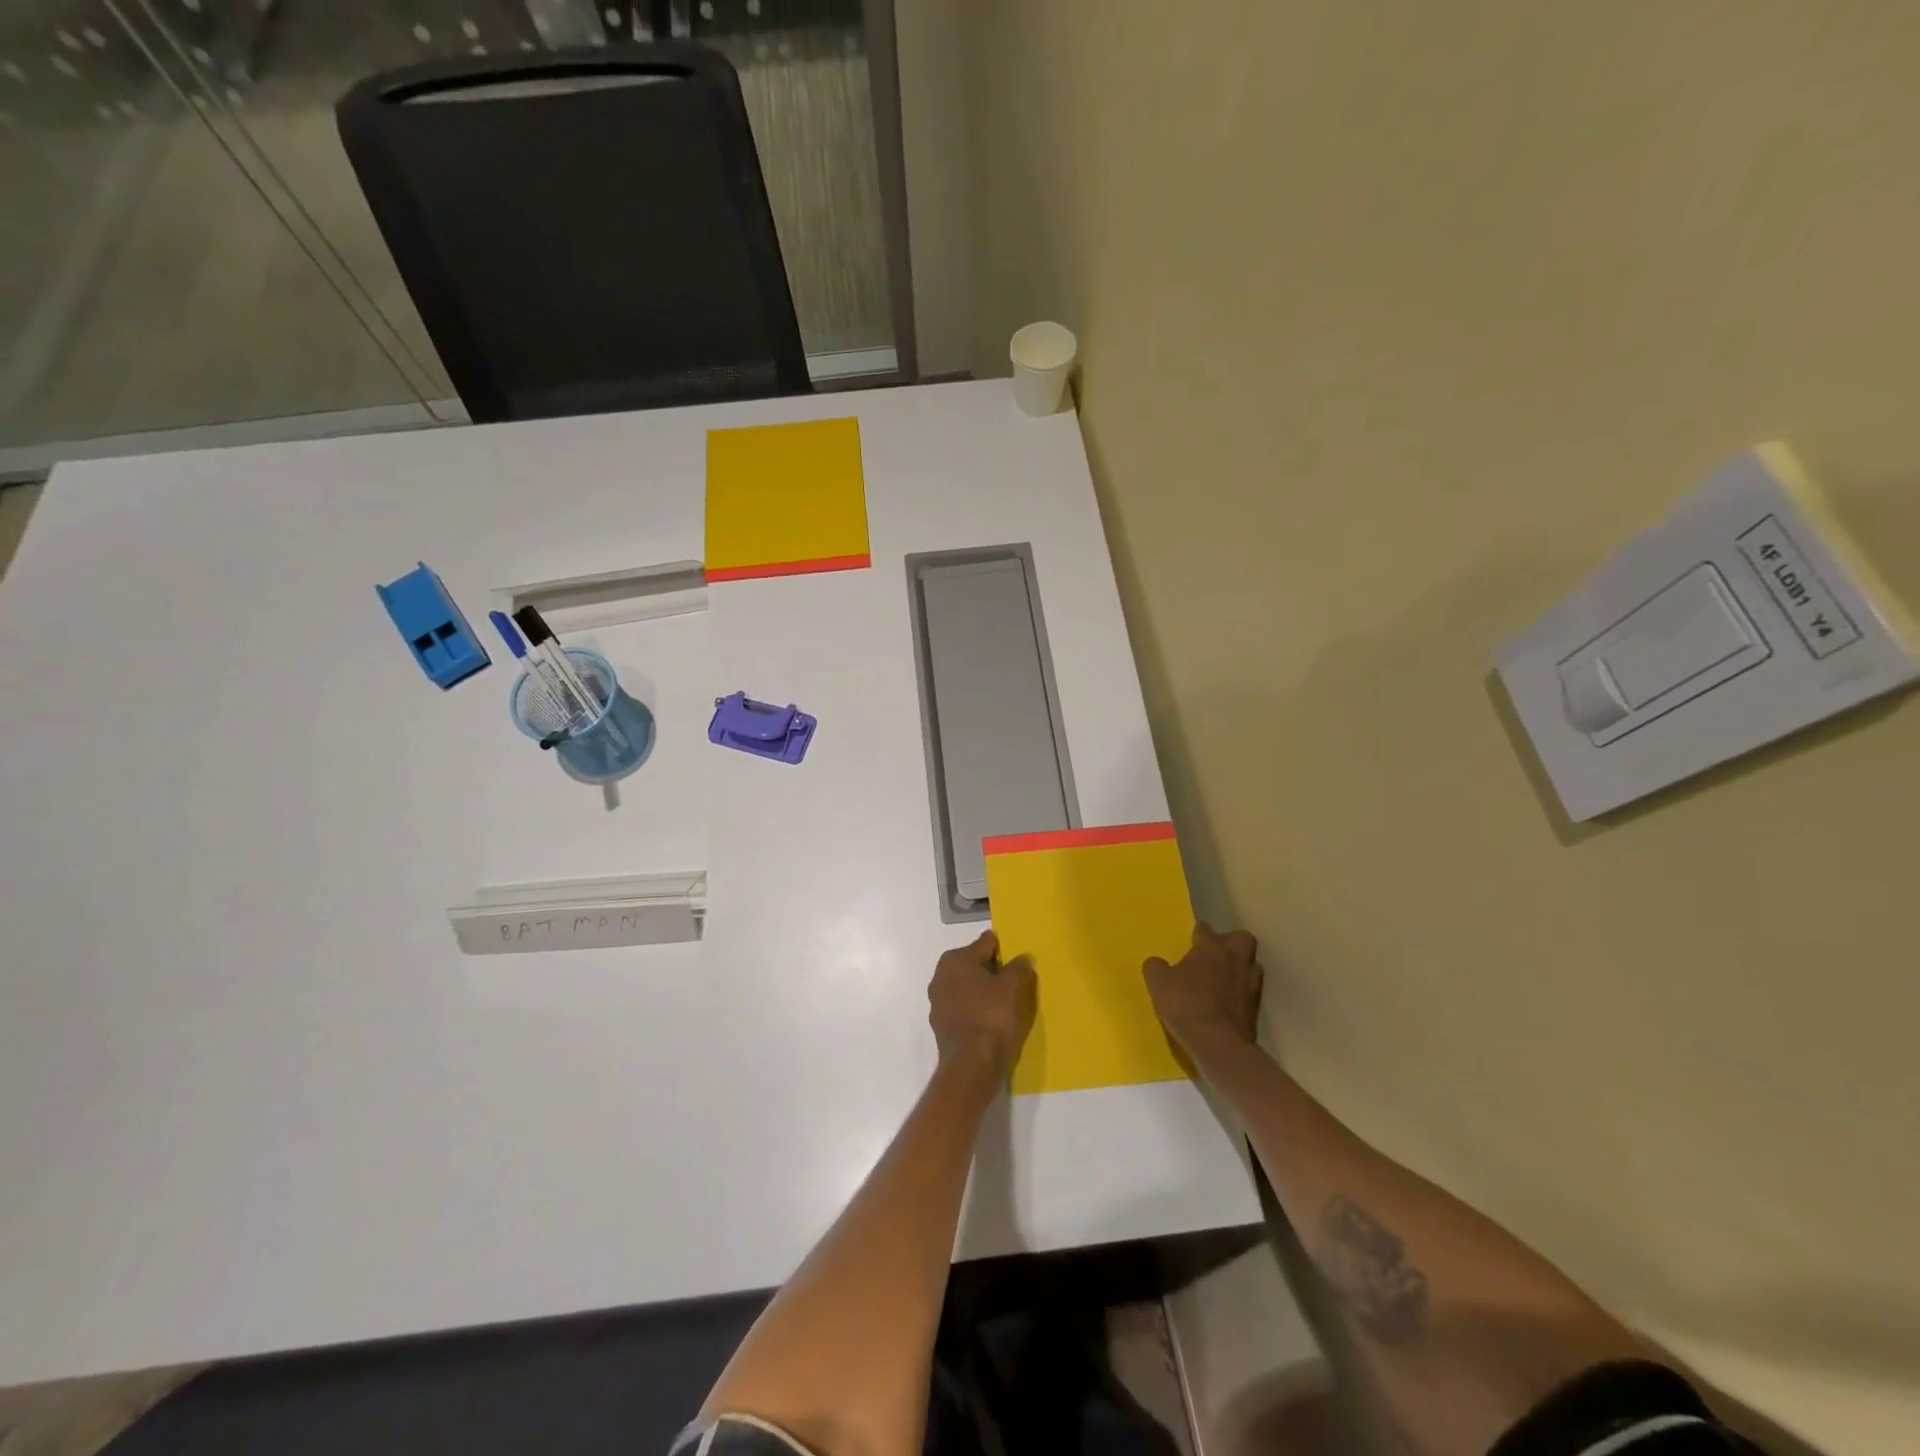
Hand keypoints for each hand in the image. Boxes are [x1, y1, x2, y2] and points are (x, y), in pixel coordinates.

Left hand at [928, 931, 1035, 1079]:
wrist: (971, 1065)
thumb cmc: (992, 1016)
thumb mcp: (1013, 987)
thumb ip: (1019, 967)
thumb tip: (1022, 958)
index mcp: (955, 959)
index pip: (985, 944)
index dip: (1004, 950)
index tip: (1018, 960)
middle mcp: (940, 975)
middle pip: (974, 965)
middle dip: (992, 971)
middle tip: (1014, 982)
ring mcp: (938, 1002)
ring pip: (967, 988)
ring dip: (983, 991)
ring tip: (1006, 1002)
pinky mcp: (941, 1025)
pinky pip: (963, 1009)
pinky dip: (976, 1010)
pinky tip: (992, 1020)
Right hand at [1144, 922, 1263, 1055]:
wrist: (1218, 1044)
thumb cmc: (1186, 1004)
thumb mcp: (1158, 983)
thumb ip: (1156, 967)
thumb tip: (1156, 963)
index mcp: (1211, 948)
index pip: (1206, 929)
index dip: (1198, 932)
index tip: (1192, 937)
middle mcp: (1235, 960)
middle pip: (1242, 938)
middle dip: (1230, 942)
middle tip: (1215, 953)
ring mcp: (1250, 984)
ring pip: (1251, 965)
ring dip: (1239, 968)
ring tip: (1222, 978)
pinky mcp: (1256, 1008)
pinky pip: (1249, 991)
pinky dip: (1240, 992)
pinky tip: (1227, 1002)